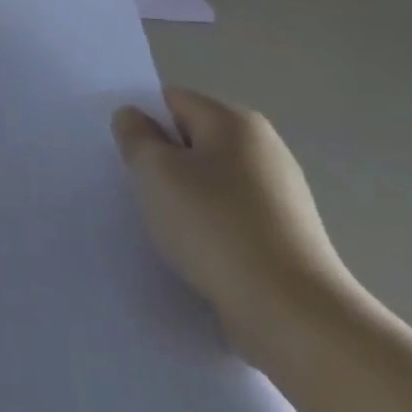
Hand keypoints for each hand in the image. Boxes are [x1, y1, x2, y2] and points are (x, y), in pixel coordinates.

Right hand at [112, 88, 357, 348]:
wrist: (289, 310)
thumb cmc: (213, 226)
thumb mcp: (155, 172)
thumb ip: (136, 136)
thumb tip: (133, 116)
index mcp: (235, 121)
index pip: (172, 100)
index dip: (142, 122)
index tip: (122, 156)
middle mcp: (263, 146)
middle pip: (192, 139)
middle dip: (162, 161)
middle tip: (136, 189)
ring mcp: (278, 191)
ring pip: (209, 179)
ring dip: (182, 196)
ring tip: (163, 225)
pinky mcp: (283, 232)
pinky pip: (228, 213)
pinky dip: (206, 225)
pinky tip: (194, 249)